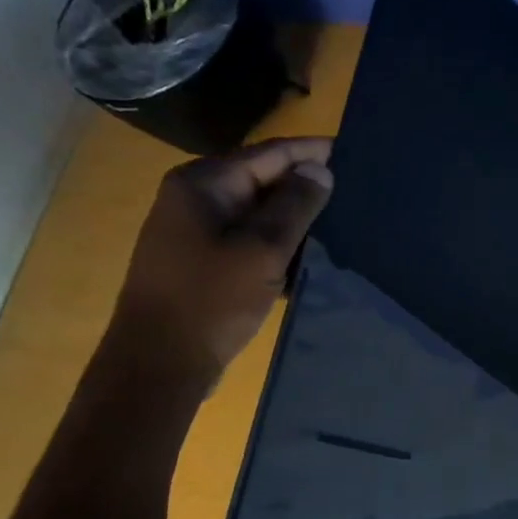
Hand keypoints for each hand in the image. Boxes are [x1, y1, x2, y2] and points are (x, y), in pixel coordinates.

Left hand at [106, 137, 333, 386]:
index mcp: (204, 183)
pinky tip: (314, 256)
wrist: (159, 365)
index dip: (312, 152)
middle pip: (264, 180)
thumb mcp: (262, 250)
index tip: (355, 153)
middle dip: (308, 187)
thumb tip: (320, 169)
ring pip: (261, 213)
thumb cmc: (210, 301)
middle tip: (358, 192)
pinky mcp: (205, 260)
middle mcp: (197, 197)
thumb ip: (295, 205)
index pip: (270, 154)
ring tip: (346, 223)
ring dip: (297, 220)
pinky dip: (280, 244)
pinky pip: (251, 239)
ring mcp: (198, 230)